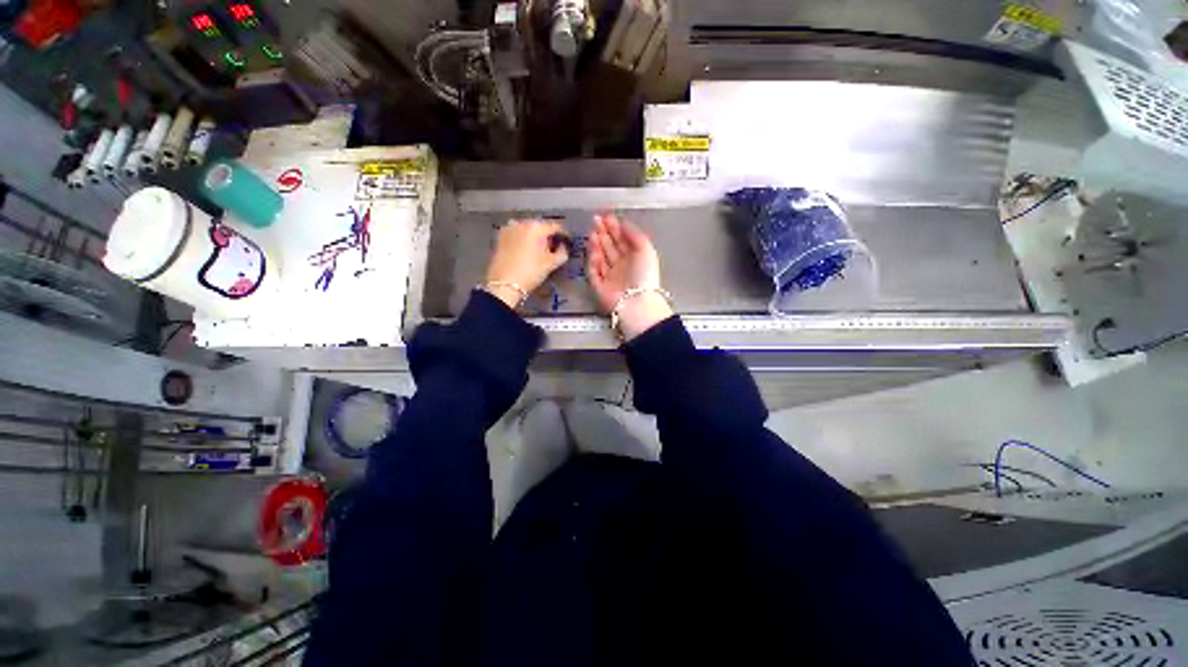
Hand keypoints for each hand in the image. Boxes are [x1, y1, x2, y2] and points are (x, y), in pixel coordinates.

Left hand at [484, 219, 569, 309]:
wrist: (504, 284)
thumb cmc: (530, 272)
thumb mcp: (551, 264)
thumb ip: (562, 253)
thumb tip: (563, 247)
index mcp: (536, 227)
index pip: (555, 226)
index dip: (564, 234)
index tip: (568, 242)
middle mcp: (522, 223)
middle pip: (540, 226)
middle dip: (548, 235)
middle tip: (554, 247)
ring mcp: (509, 228)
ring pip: (527, 229)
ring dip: (535, 237)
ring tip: (540, 249)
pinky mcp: (500, 237)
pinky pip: (517, 234)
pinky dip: (523, 239)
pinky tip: (526, 250)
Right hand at [588, 213, 672, 340]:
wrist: (635, 301)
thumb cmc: (644, 275)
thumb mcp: (646, 249)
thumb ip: (635, 235)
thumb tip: (624, 224)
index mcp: (634, 258)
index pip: (622, 240)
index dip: (614, 227)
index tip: (607, 215)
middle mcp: (622, 266)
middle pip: (610, 247)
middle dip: (603, 233)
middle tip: (596, 220)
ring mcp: (610, 277)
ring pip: (600, 257)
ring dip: (596, 244)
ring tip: (593, 232)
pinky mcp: (599, 286)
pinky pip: (593, 271)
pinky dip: (592, 261)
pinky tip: (593, 250)